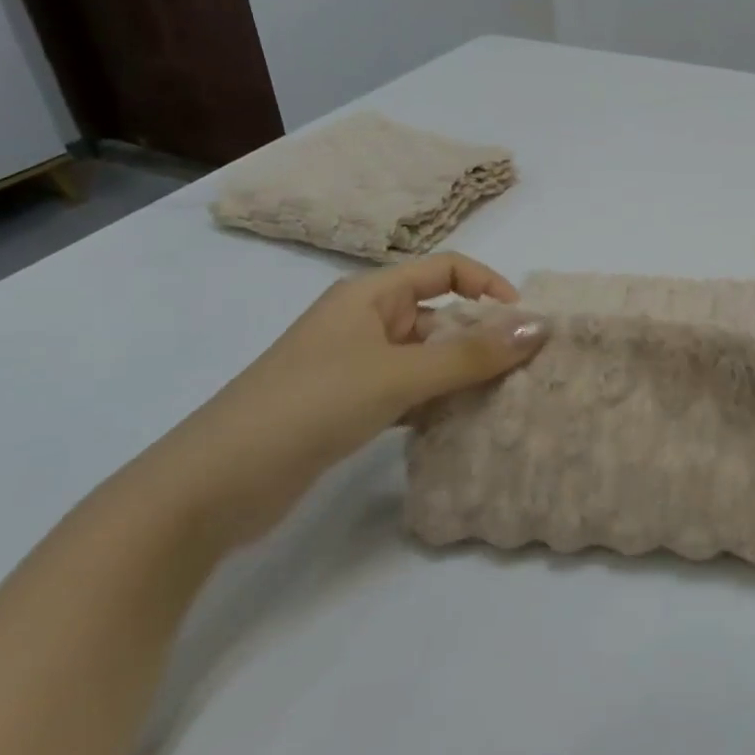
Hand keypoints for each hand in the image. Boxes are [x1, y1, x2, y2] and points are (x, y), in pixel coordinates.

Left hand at [136, 253, 547, 544]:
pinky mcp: (348, 407)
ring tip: (504, 400)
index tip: (522, 322)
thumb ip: (472, 354)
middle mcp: (364, 322)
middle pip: (439, 315)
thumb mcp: (399, 374)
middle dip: (482, 337)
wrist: (214, 484)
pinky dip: (436, 403)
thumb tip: (540, 326)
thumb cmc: (311, 405)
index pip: (445, 269)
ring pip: (426, 358)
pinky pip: (408, 392)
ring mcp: (354, 367)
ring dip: (462, 375)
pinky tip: (461, 426)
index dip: (488, 285)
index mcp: (369, 295)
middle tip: (524, 371)